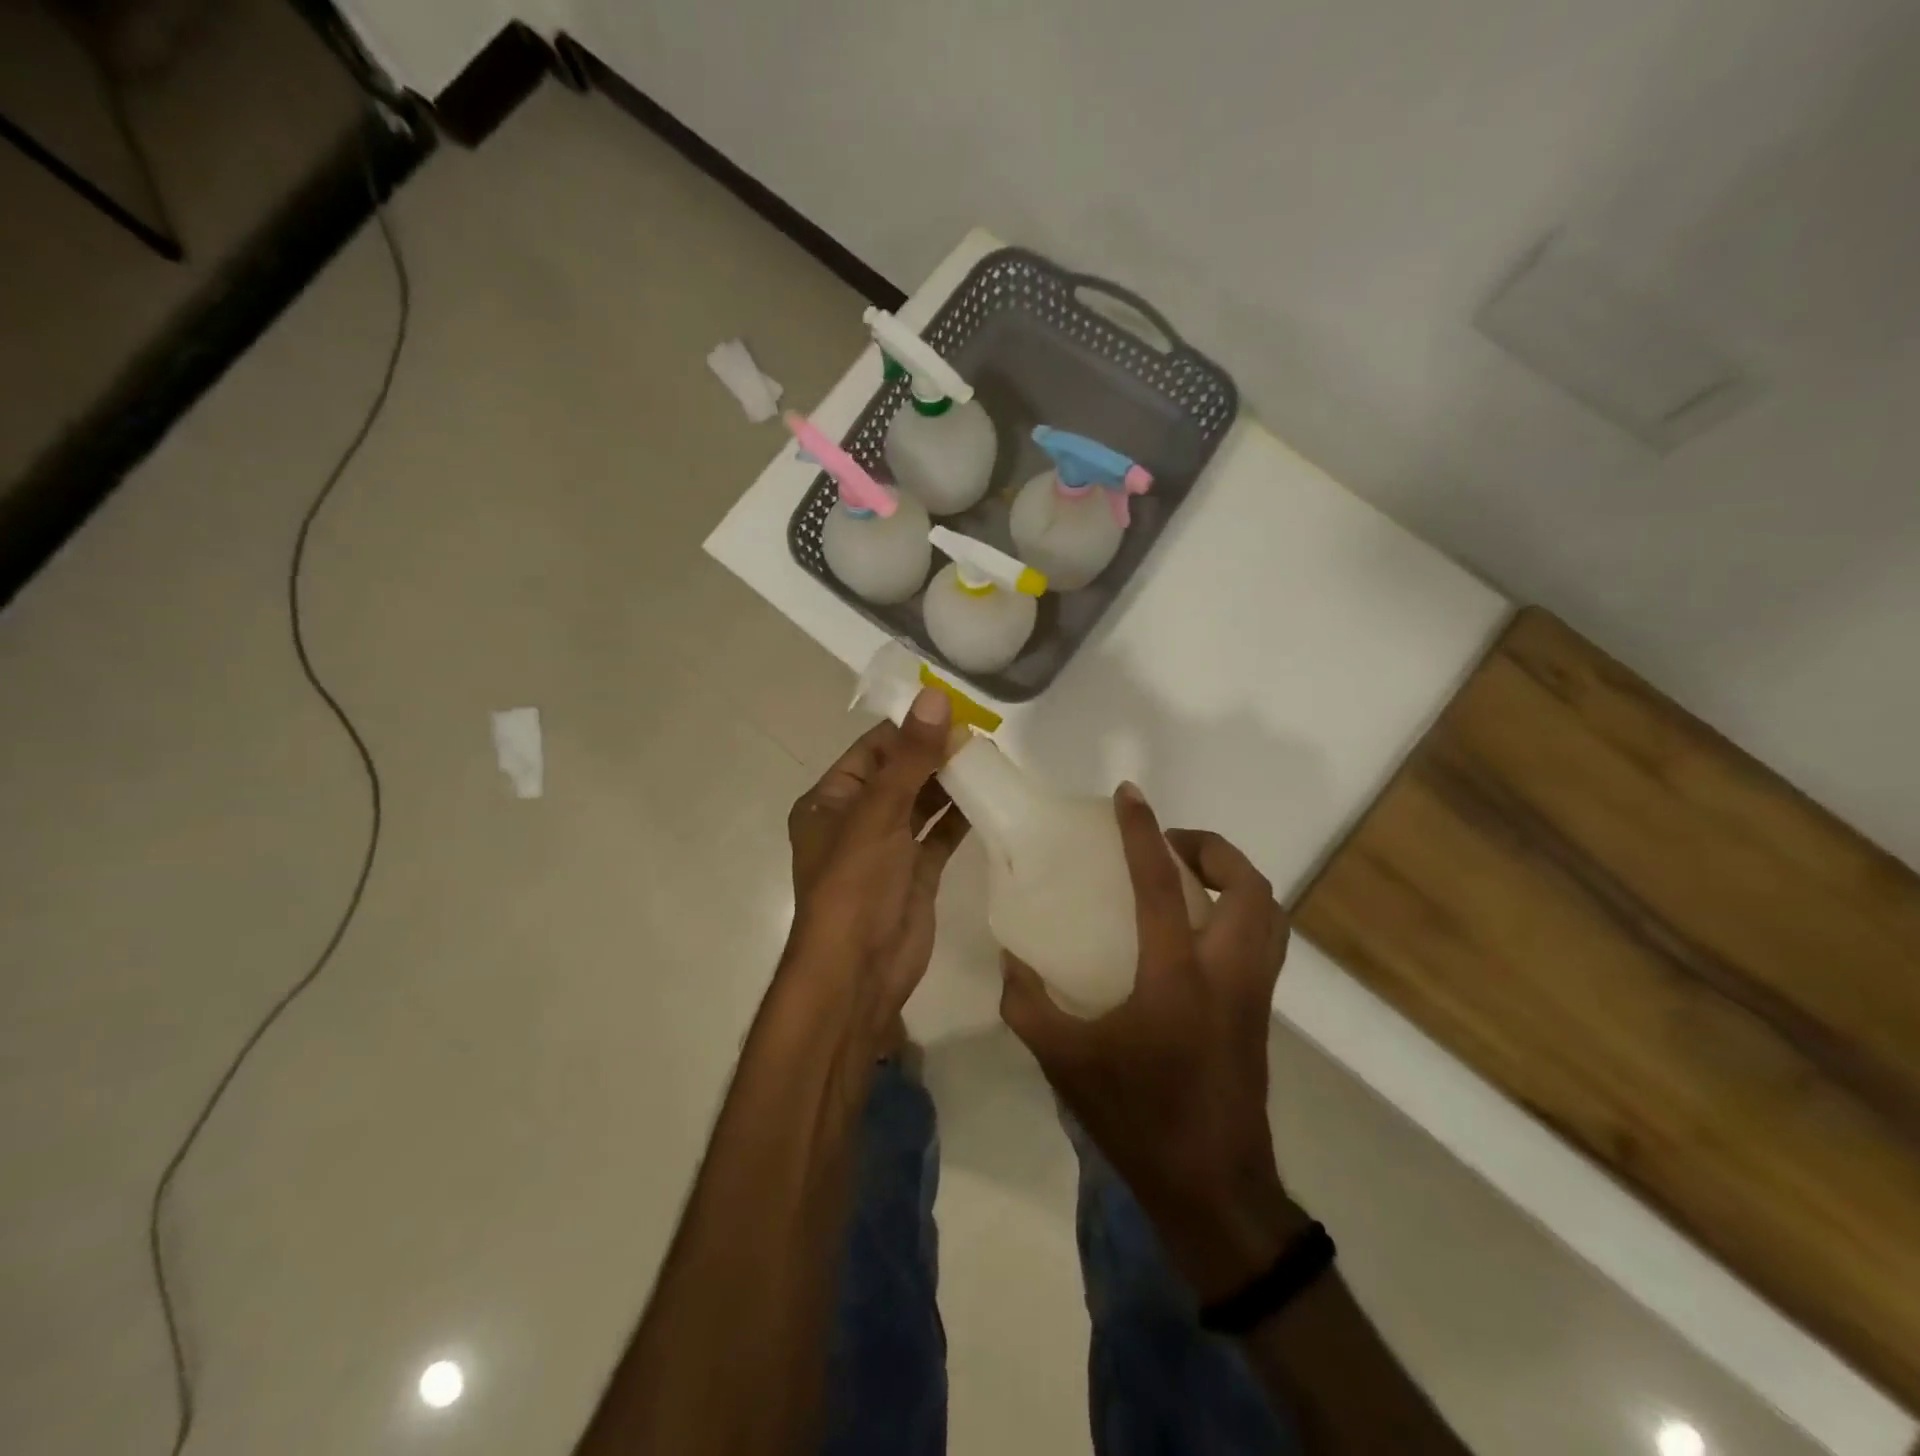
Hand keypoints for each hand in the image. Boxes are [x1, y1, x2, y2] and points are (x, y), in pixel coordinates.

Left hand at [783, 688, 968, 1030]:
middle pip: (900, 774)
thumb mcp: (878, 812)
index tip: (953, 708)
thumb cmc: (855, 884)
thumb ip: (910, 757)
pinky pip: (939, 835)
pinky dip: (960, 817)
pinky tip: (989, 797)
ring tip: (990, 758)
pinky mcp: (915, 873)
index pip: (873, 749)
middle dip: (935, 755)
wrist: (860, 971)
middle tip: (981, 734)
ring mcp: (887, 848)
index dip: (910, 728)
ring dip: (951, 783)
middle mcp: (856, 820)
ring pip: (922, 804)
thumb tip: (935, 696)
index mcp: (830, 801)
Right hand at [999, 783, 1296, 1300]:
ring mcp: (1254, 991)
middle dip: (1210, 848)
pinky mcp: (1262, 1011)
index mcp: (1177, 976)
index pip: (1161, 885)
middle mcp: (1227, 971)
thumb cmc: (1136, 1117)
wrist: (1211, 1186)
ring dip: (1233, 876)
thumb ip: (1027, 1003)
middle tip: (1168, 845)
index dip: (1142, 833)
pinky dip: (1242, 910)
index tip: (1128, 796)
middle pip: (1246, 885)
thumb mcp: (1063, 1061)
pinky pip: (1266, 938)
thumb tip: (1011, 956)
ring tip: (1189, 875)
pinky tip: (1199, 928)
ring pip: (1268, 910)